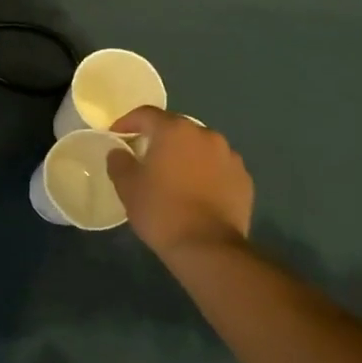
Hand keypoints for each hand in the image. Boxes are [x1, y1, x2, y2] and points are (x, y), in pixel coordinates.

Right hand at [106, 107, 252, 258]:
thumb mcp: (128, 187)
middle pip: (176, 128)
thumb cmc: (162, 211)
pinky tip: (198, 193)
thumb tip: (118, 151)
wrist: (208, 248)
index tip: (117, 136)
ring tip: (175, 177)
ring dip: (186, 155)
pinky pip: (218, 167)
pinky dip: (206, 173)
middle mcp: (205, 134)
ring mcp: (230, 156)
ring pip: (200, 147)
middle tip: (146, 157)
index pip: (146, 114)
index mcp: (175, 130)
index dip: (128, 122)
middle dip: (159, 139)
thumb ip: (119, 162)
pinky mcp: (244, 179)